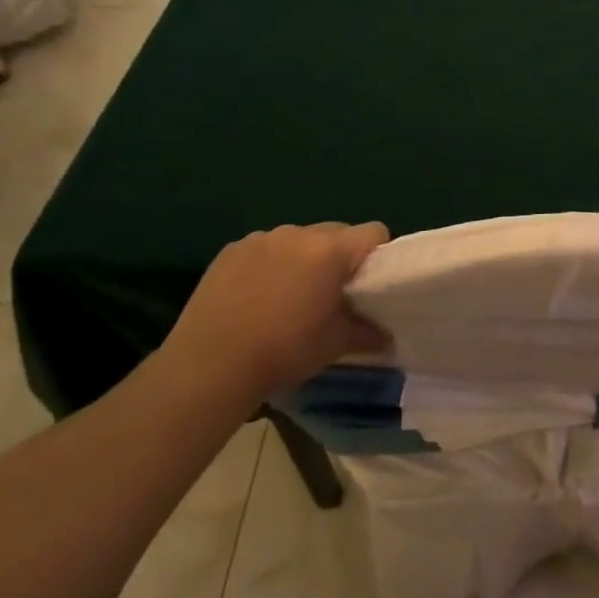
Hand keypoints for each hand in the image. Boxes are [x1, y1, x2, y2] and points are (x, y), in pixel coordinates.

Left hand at [164, 222, 389, 402]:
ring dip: (303, 258)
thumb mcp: (336, 344)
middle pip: (336, 232)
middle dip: (339, 256)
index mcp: (331, 251)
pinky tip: (256, 295)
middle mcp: (299, 233)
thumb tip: (389, 336)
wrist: (209, 366)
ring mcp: (262, 238)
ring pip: (299, 239)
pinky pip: (265, 248)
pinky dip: (270, 263)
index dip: (377, 254)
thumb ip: (369, 332)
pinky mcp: (232, 249)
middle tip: (329, 292)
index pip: (373, 231)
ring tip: (288, 295)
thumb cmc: (284, 351)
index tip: (367, 282)